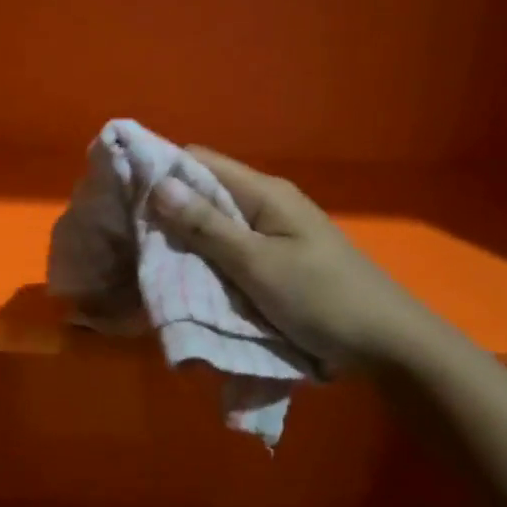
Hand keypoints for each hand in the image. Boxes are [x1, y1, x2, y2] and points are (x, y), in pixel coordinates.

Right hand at [152, 148, 425, 372]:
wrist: (386, 343)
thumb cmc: (322, 298)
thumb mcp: (258, 264)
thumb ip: (207, 226)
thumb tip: (158, 185)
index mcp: (264, 193)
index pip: (198, 162)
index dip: (159, 171)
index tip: (121, 193)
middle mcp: (265, 204)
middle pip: (203, 192)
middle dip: (165, 209)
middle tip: (126, 233)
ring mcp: (271, 232)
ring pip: (213, 223)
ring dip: (183, 237)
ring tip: (144, 255)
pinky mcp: (274, 259)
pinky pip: (228, 248)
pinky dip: (203, 257)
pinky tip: (182, 274)